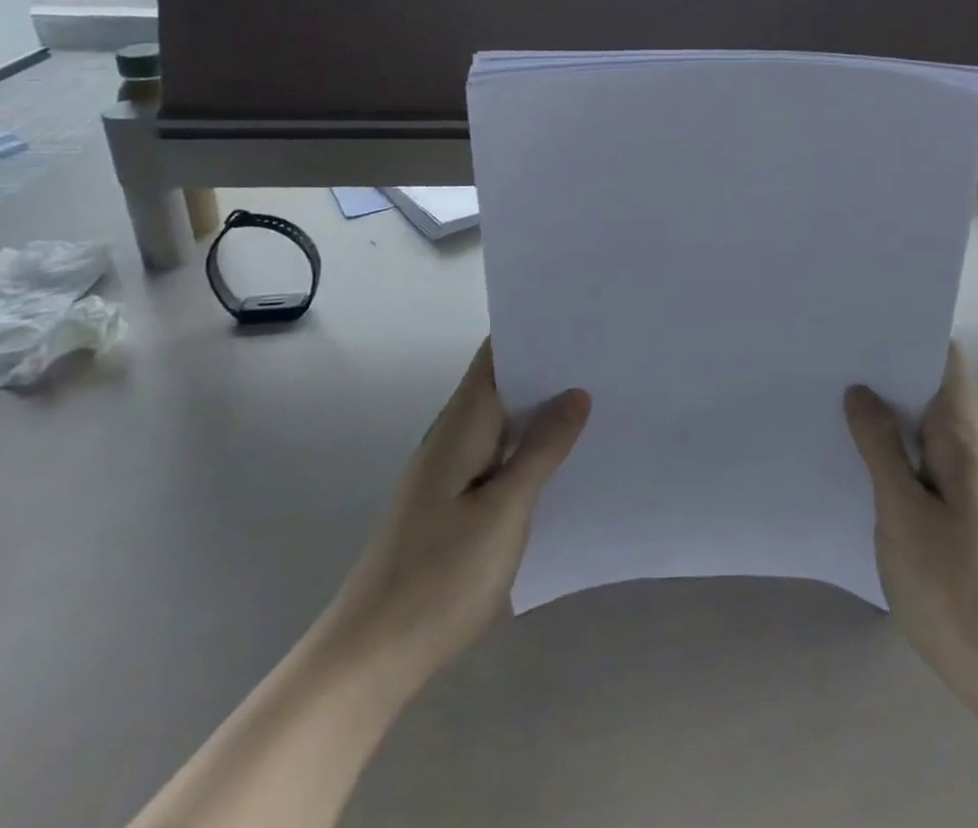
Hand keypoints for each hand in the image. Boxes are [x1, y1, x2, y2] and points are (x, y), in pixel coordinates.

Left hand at [327, 340, 589, 688]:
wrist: (370, 659)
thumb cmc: (439, 577)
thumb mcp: (505, 510)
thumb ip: (542, 449)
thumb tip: (576, 394)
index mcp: (461, 426)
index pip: (495, 356)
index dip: (533, 331)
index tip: (580, 318)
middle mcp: (454, 439)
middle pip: (504, 385)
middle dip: (550, 369)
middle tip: (606, 356)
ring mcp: (452, 474)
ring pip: (505, 424)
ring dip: (544, 410)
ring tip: (600, 397)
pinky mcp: (456, 506)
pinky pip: (501, 458)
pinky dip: (532, 448)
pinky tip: (567, 459)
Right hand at [845, 342, 977, 700]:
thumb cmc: (952, 583)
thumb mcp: (903, 511)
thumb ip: (880, 446)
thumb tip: (860, 389)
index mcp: (961, 438)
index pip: (946, 362)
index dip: (913, 334)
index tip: (869, 320)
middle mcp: (966, 451)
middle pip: (931, 389)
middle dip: (889, 368)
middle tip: (837, 352)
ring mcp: (961, 483)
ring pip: (922, 426)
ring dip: (887, 408)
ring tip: (835, 390)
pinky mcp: (951, 512)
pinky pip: (918, 459)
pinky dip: (890, 445)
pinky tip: (854, 452)